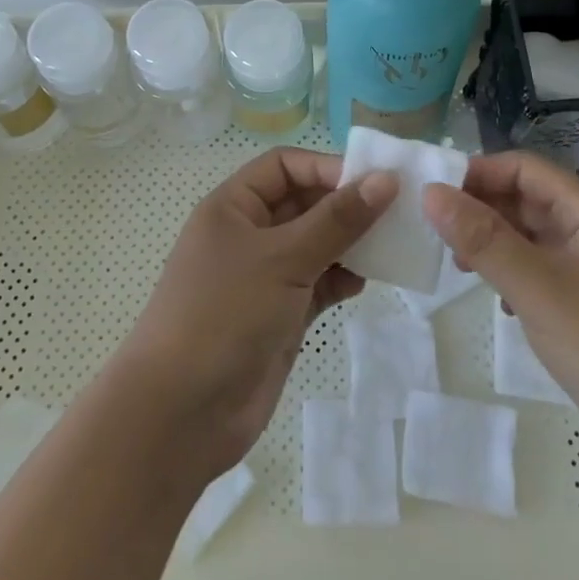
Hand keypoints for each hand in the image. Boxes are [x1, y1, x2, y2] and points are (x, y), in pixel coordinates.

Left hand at [116, 147, 396, 477]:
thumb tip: (386, 179)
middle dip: (346, 205)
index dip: (326, 167)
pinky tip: (362, 283)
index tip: (374, 182)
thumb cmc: (225, 314)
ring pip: (315, 245)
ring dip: (349, 243)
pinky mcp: (279, 316)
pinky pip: (317, 284)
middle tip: (397, 212)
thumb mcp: (283, 258)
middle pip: (304, 203)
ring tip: (389, 247)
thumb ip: (337, 220)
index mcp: (233, 207)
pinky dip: (340, 280)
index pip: (284, 166)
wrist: (181, 413)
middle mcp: (248, 235)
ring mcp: (264, 278)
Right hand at [423, 151, 578, 482]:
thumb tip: (431, 192)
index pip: (526, 168)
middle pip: (531, 200)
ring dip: (497, 244)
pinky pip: (548, 278)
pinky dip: (517, 278)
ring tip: (460, 267)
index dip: (479, 173)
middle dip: (483, 209)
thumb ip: (483, 239)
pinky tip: (501, 304)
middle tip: (437, 236)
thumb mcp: (539, 289)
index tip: (434, 196)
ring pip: (537, 240)